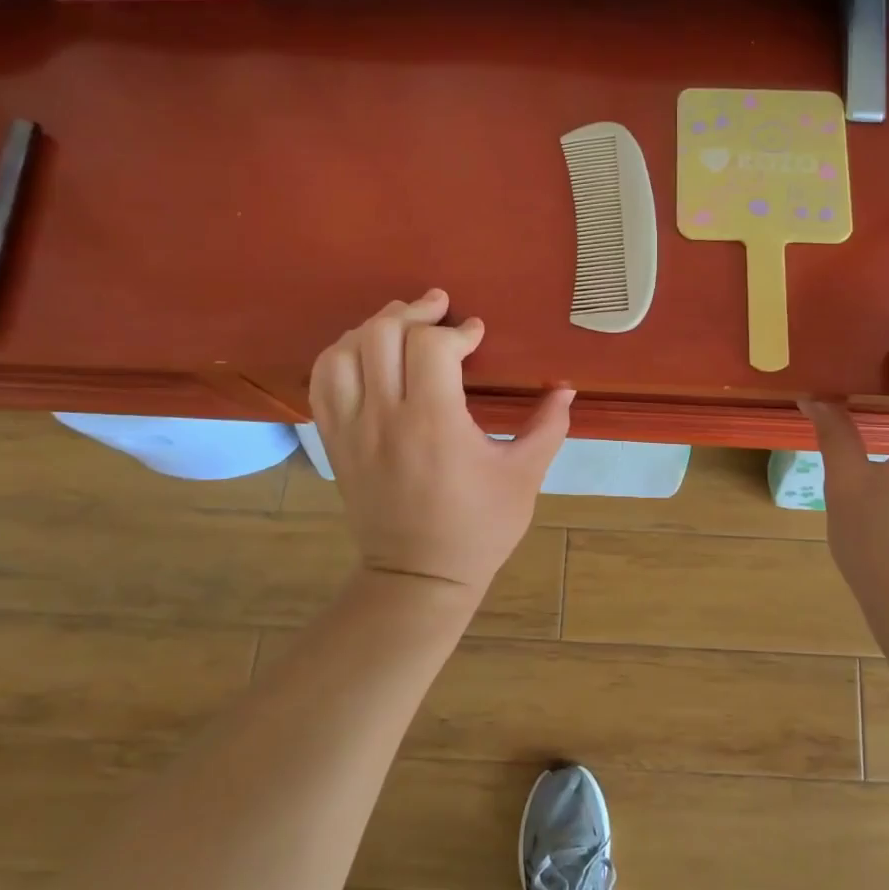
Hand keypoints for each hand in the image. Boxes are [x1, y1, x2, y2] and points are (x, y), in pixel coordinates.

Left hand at [310, 290, 573, 593]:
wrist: (418, 578)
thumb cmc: (479, 528)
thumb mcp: (524, 477)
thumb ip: (547, 426)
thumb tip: (566, 388)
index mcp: (434, 423)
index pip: (430, 346)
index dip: (457, 331)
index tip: (477, 334)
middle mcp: (384, 418)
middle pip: (381, 335)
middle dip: (414, 313)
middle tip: (439, 311)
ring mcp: (351, 430)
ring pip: (344, 351)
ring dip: (374, 327)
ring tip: (401, 325)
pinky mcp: (334, 442)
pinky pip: (322, 381)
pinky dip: (340, 354)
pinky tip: (365, 352)